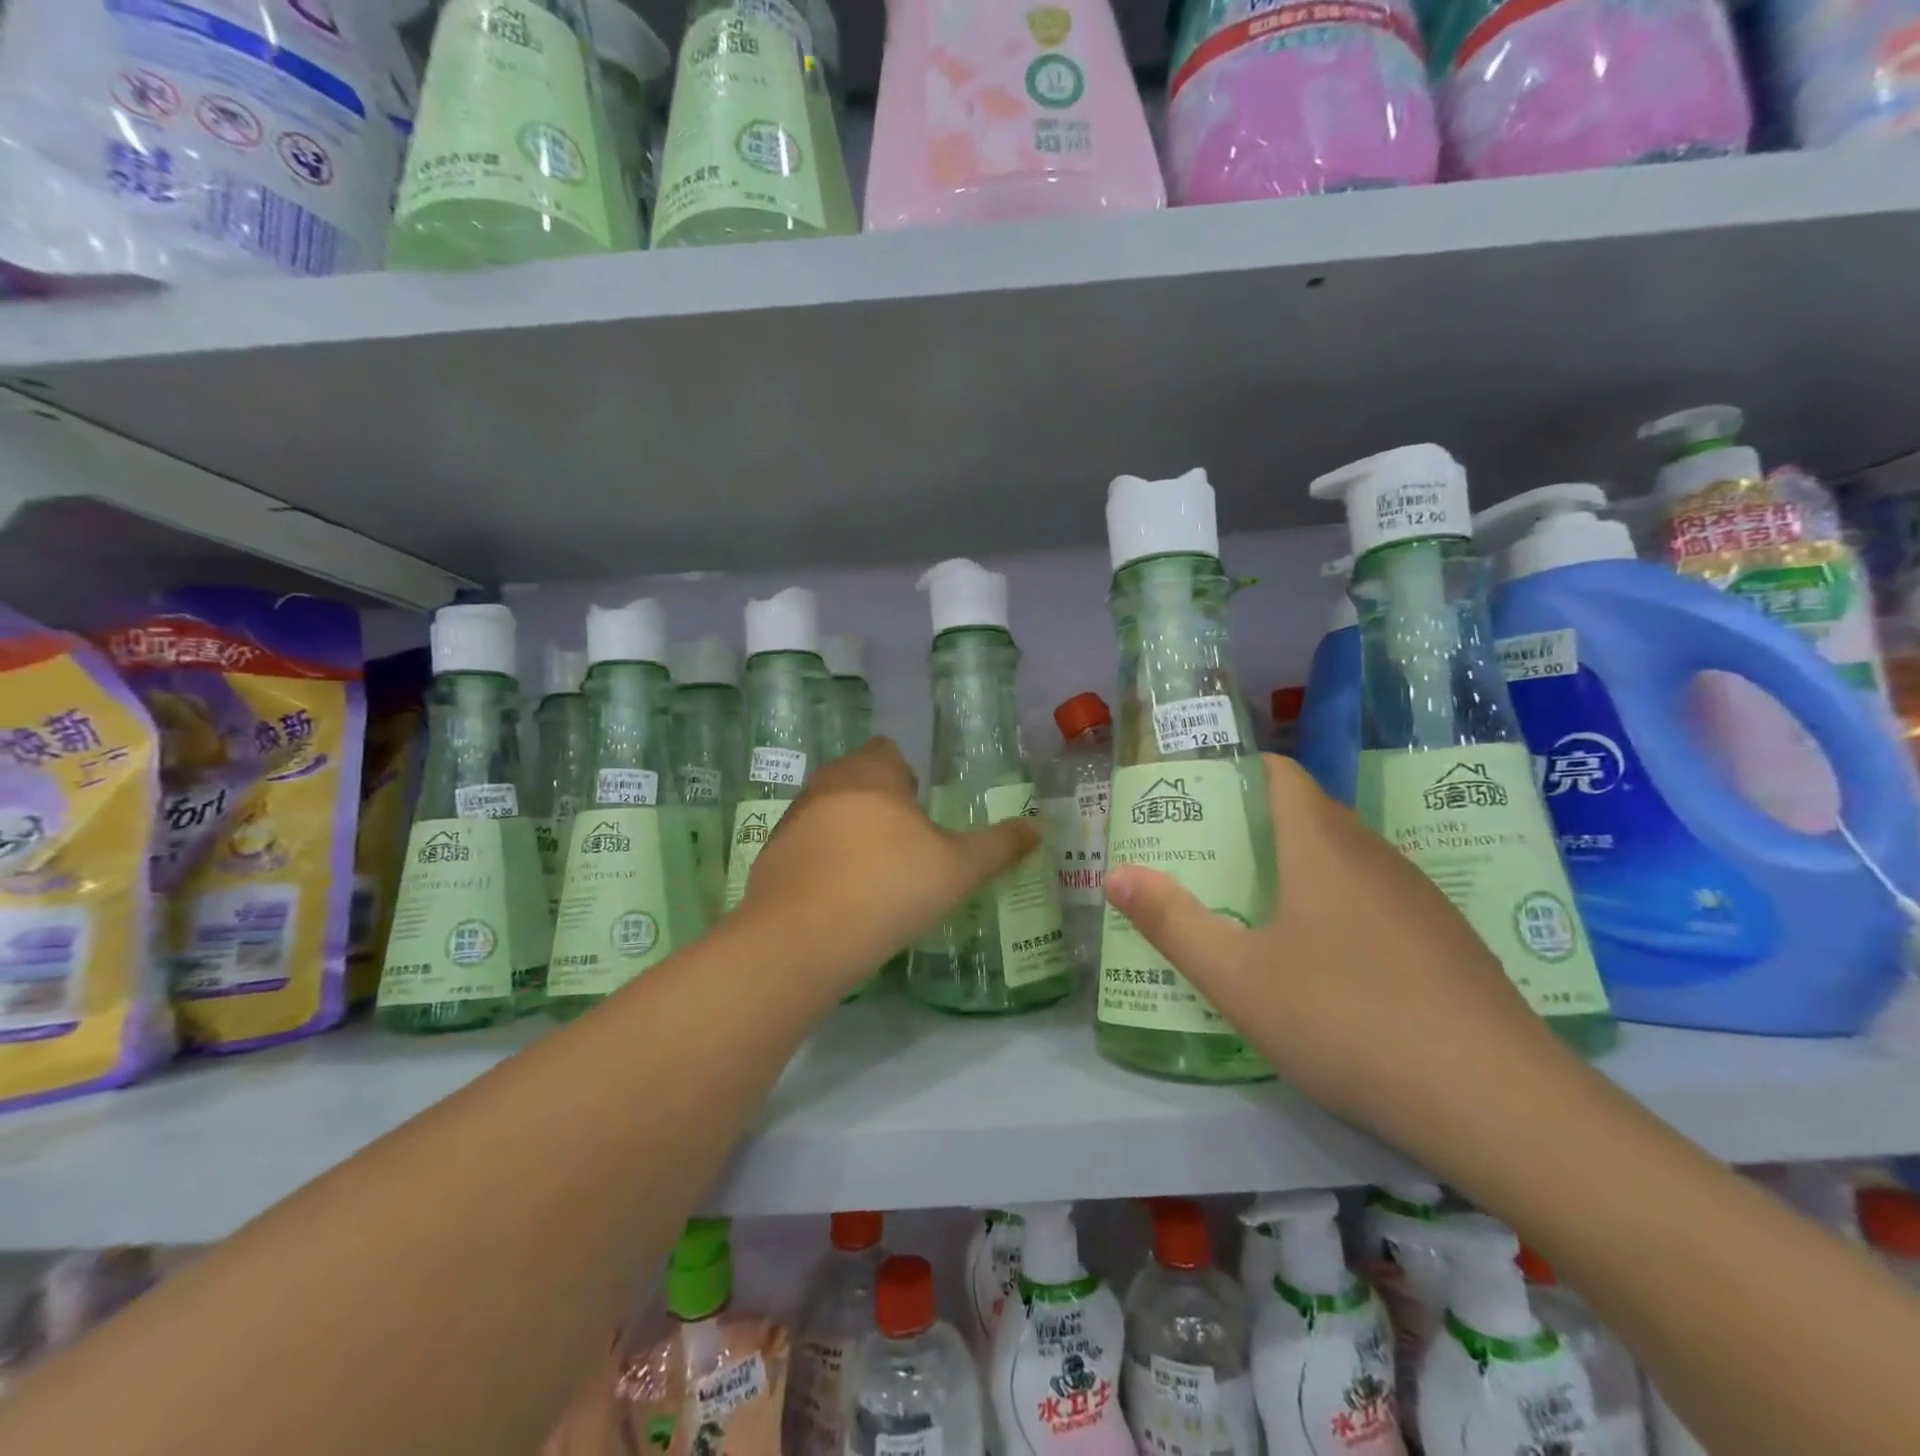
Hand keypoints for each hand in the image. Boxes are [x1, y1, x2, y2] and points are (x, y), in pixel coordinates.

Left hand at [737, 738, 1039, 994]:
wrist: (802, 939)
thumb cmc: (889, 887)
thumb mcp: (957, 869)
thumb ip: (998, 846)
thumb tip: (1037, 828)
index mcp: (871, 773)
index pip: (887, 751)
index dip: (906, 775)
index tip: (922, 811)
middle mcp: (827, 785)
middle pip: (857, 779)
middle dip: (880, 804)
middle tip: (907, 847)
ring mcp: (792, 820)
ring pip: (829, 812)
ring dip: (849, 832)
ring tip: (874, 876)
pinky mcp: (770, 857)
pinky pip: (806, 848)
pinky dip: (823, 863)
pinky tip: (840, 900)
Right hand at [1103, 755, 1569, 1146]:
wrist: (1501, 1105)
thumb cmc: (1348, 1021)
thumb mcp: (1238, 978)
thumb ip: (1171, 922)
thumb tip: (1115, 873)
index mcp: (1321, 844)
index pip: (1279, 772)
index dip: (1234, 774)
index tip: (1192, 802)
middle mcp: (1372, 853)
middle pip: (1305, 813)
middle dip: (1249, 828)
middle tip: (1201, 862)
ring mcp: (1418, 896)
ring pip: (1342, 858)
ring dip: (1292, 869)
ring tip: (1249, 909)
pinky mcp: (1446, 939)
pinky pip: (1374, 897)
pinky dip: (1334, 906)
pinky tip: (1322, 963)